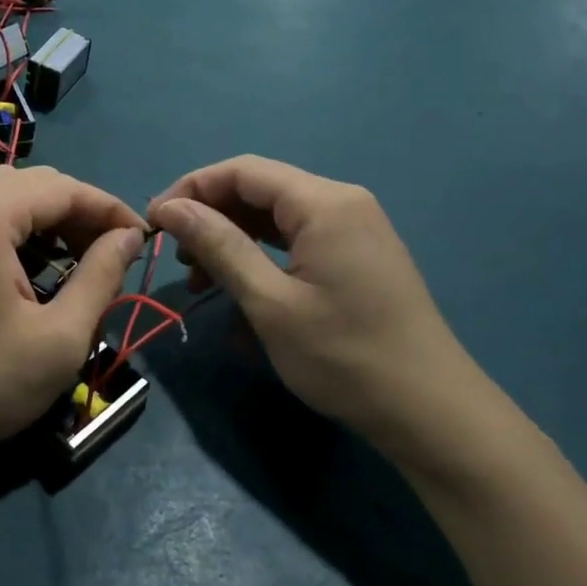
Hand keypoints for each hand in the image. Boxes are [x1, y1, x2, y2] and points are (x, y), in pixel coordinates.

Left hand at [0, 166, 146, 473]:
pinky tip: (35, 264)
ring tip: (79, 258)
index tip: (143, 239)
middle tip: (112, 252)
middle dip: (80, 212)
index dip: (109, 208)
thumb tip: (129, 237)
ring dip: (49, 218)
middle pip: (34, 183)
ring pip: (7, 194)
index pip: (63, 188)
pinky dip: (18, 228)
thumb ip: (101, 276)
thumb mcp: (59, 338)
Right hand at [147, 157, 492, 469]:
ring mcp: (354, 229)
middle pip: (259, 191)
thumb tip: (171, 208)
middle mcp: (341, 202)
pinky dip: (263, 259)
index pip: (242, 171)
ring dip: (233, 242)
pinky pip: (297, 242)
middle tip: (176, 258)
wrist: (431, 414)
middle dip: (211, 218)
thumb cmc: (345, 358)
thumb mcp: (270, 303)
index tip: (154, 223)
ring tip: (202, 281)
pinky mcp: (357, 256)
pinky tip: (241, 295)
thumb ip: (219, 246)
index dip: (192, 189)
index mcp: (324, 202)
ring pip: (276, 218)